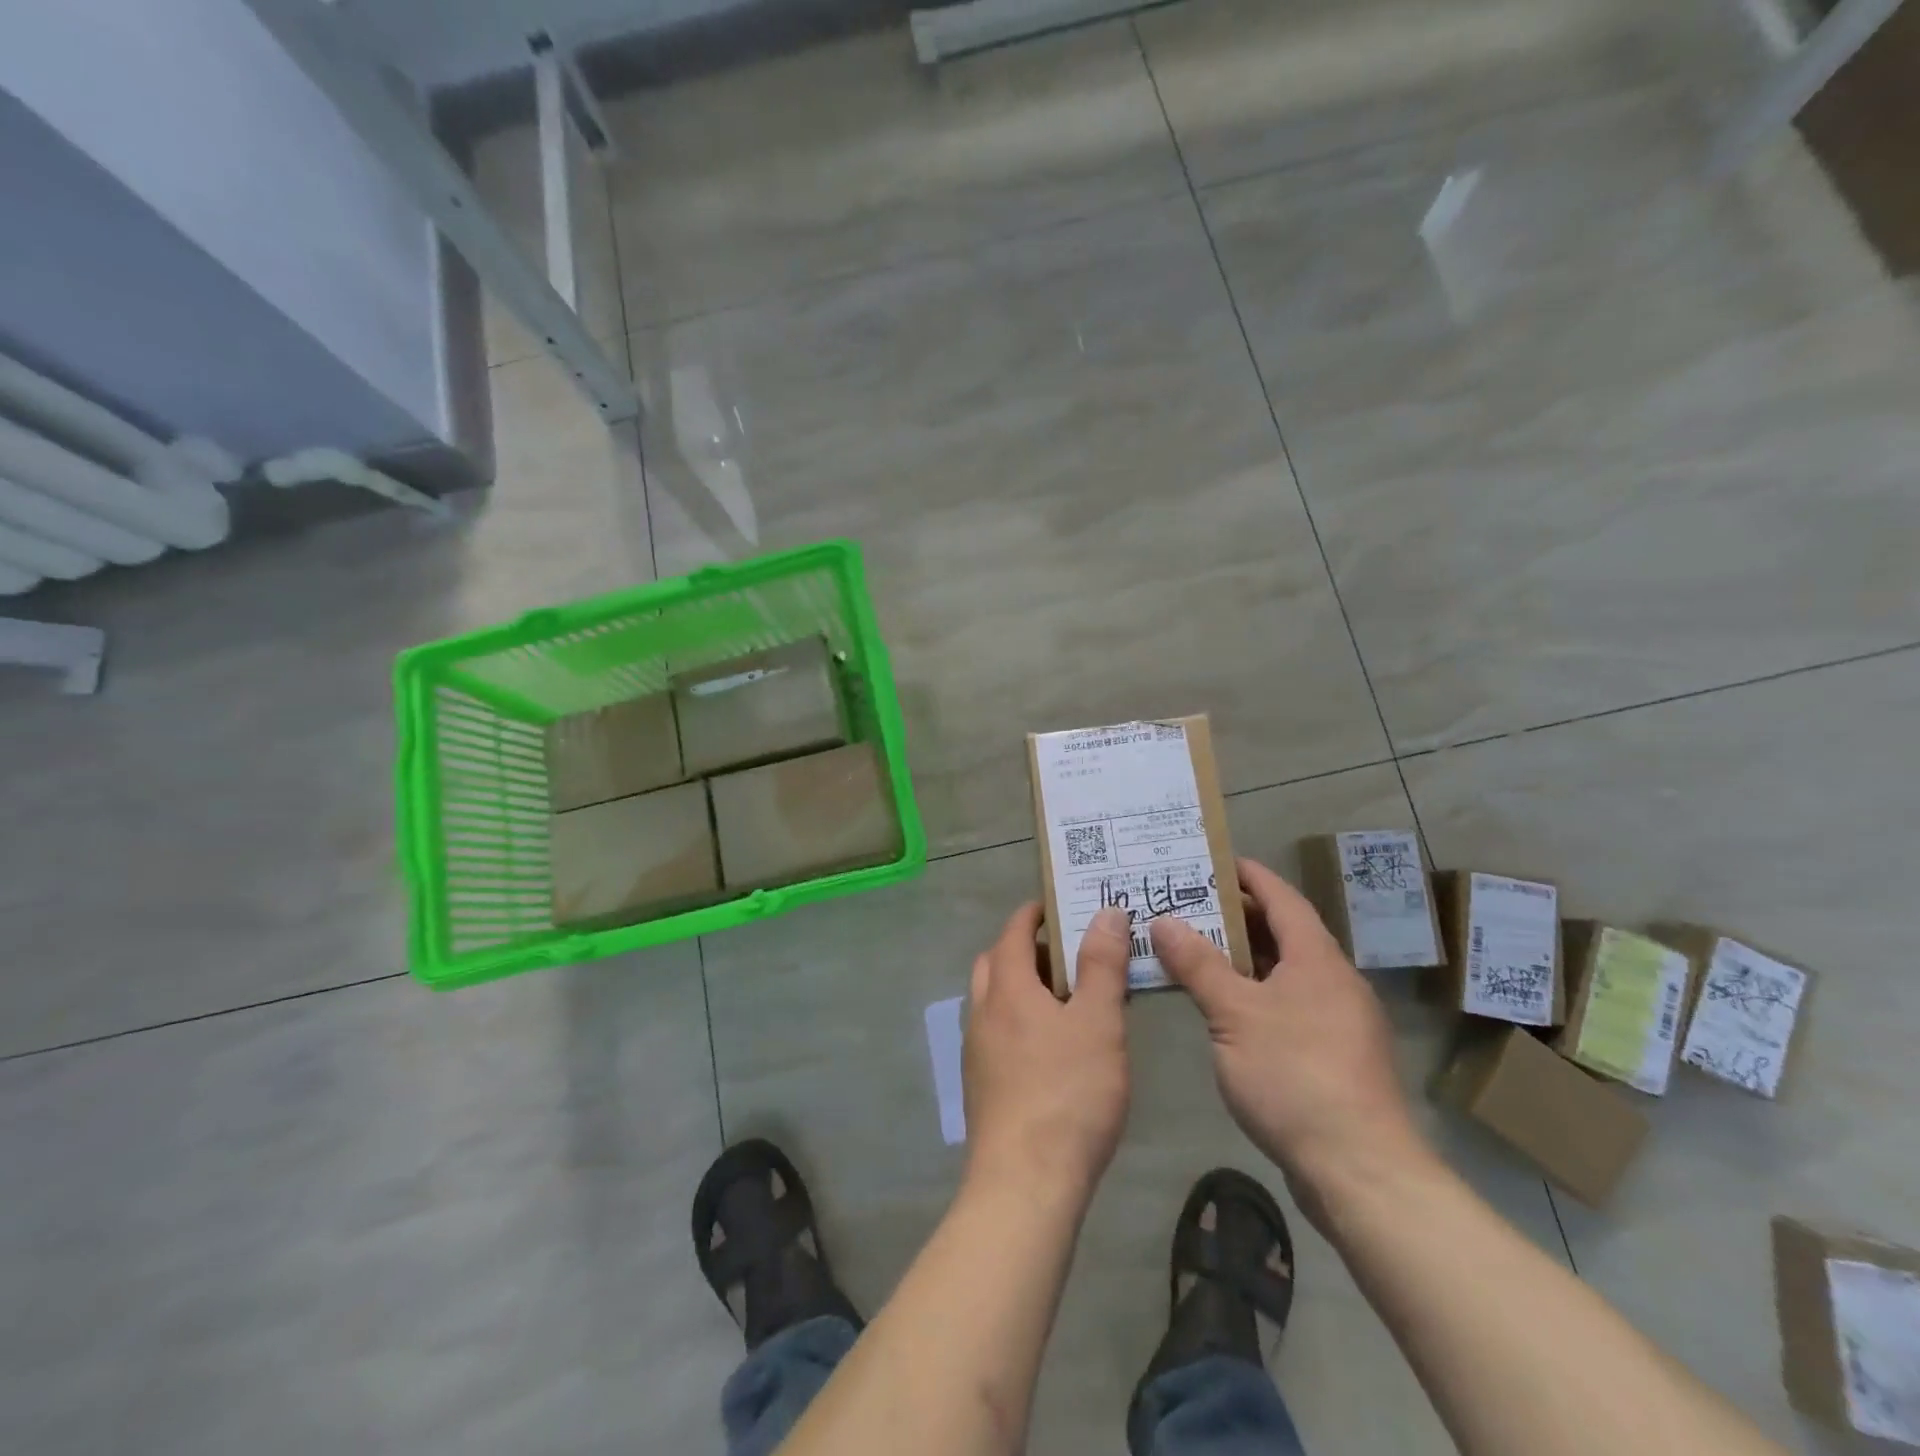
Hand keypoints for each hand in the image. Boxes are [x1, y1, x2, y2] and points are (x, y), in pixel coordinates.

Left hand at [964, 903, 1130, 1207]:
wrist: (1025, 1183)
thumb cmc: (1068, 1093)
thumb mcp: (1098, 1022)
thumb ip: (1102, 965)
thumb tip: (1105, 912)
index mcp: (1006, 988)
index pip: (1013, 931)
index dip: (1035, 914)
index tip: (1060, 907)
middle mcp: (982, 1012)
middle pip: (996, 962)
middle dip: (1026, 949)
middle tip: (1068, 956)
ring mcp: (976, 1051)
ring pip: (993, 1000)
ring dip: (1022, 988)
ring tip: (1067, 1002)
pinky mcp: (981, 1086)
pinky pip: (996, 1033)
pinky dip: (1018, 1021)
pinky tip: (1051, 1050)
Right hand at [1150, 858, 1430, 1223]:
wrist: (1360, 1169)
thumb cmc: (1295, 1075)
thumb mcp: (1234, 1014)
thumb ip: (1198, 964)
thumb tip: (1163, 920)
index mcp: (1316, 959)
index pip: (1282, 898)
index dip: (1250, 876)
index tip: (1214, 860)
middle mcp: (1333, 981)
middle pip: (1284, 933)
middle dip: (1237, 916)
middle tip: (1188, 905)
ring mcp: (1338, 1020)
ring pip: (1284, 971)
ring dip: (1243, 957)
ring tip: (1196, 950)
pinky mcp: (1334, 1056)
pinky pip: (1288, 1004)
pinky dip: (1255, 992)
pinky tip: (1224, 1008)